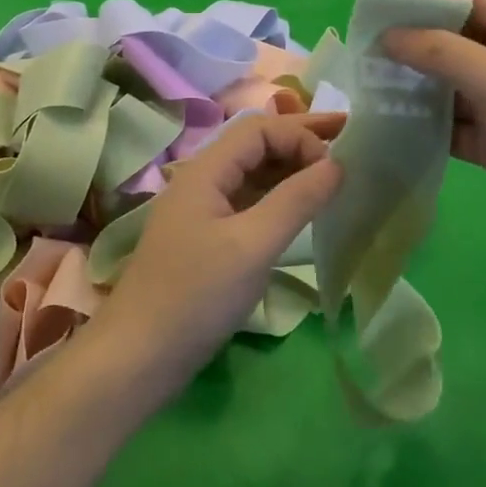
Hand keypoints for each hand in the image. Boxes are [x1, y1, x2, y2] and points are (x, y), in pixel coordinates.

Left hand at [86, 113, 342, 407]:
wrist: (139, 356)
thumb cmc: (196, 295)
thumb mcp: (252, 245)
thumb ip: (295, 201)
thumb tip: (335, 164)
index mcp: (206, 171)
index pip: (259, 130)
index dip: (300, 136)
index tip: (335, 165)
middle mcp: (203, 181)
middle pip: (256, 145)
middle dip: (300, 138)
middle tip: (346, 134)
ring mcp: (204, 211)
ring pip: (253, 174)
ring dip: (291, 167)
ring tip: (333, 169)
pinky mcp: (209, 239)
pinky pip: (250, 203)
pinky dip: (279, 197)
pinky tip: (302, 208)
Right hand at [383, 0, 485, 325]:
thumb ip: (446, 55)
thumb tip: (389, 35)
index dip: (429, 0)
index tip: (382, 15)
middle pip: (456, 42)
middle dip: (414, 45)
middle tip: (365, 58)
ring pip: (449, 87)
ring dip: (414, 88)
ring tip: (369, 92)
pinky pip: (452, 126)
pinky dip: (425, 126)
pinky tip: (392, 130)